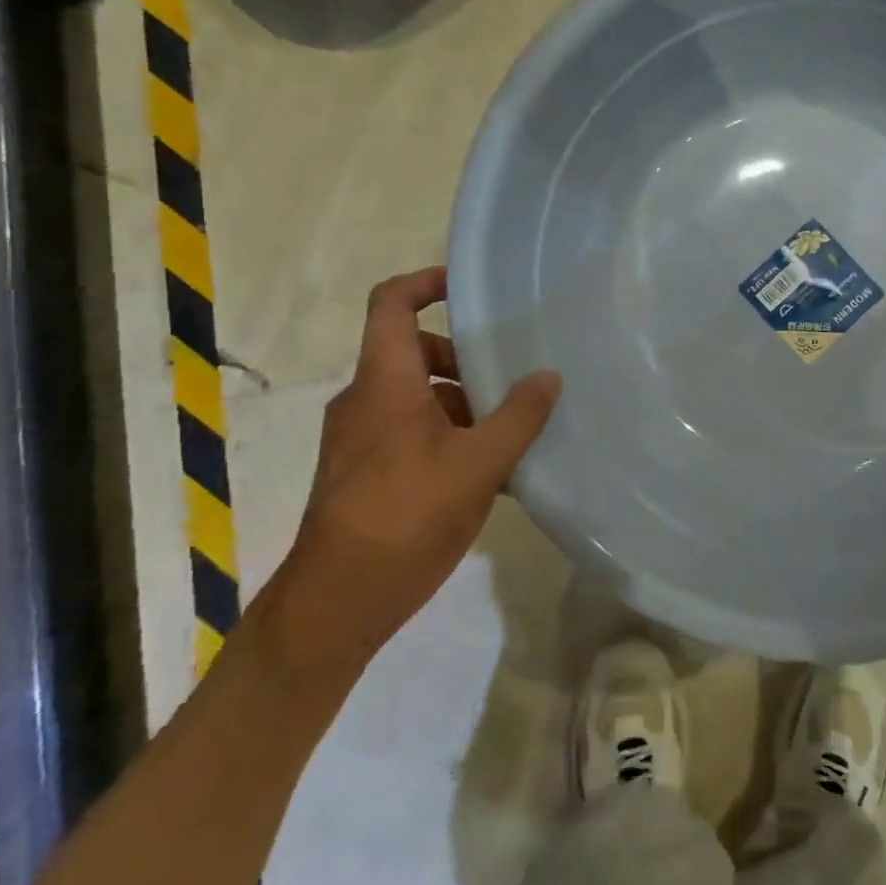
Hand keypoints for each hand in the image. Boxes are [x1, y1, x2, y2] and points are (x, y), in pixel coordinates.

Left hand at [264, 269, 560, 686]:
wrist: (337, 602)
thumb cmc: (407, 516)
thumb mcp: (478, 464)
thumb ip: (518, 416)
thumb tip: (548, 375)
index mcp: (385, 382)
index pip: (391, 304)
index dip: (426, 282)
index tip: (468, 288)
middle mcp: (365, 400)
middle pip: (414, 352)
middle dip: (464, 360)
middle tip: (509, 381)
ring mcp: (360, 439)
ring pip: (415, 397)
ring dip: (461, 405)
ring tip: (510, 436)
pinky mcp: (362, 473)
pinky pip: (409, 433)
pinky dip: (446, 437)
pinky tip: (487, 475)